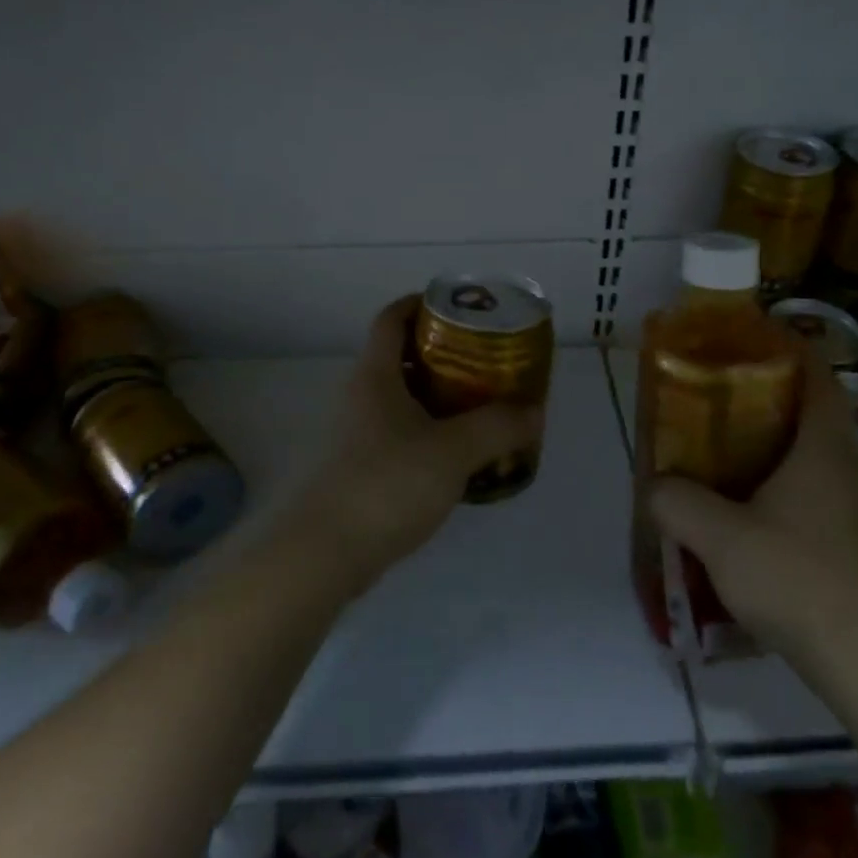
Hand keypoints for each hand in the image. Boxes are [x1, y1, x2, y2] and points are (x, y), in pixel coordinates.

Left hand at [289, 296, 544, 598]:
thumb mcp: (453, 451)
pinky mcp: (358, 468)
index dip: (420, 303)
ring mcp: (355, 433)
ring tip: (481, 408)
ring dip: (437, 398)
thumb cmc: (387, 483)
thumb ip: (497, 427)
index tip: (457, 309)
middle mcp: (360, 395)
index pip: (391, 318)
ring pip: (401, 399)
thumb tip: (533, 412)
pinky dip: (427, 433)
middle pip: (400, 357)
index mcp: (376, 375)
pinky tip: (457, 457)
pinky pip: (399, 434)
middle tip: (484, 362)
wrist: (324, 553)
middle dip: (442, 355)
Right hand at [647, 356, 857, 678]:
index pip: (817, 374)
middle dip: (767, 389)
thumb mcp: (721, 537)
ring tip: (720, 438)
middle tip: (717, 386)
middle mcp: (843, 466)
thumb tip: (655, 485)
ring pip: (809, 449)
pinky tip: (742, 501)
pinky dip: (777, 475)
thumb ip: (678, 502)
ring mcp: (850, 505)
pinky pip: (810, 485)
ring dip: (771, 435)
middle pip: (811, 407)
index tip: (747, 335)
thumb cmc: (798, 580)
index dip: (788, 346)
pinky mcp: (847, 539)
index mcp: (822, 447)